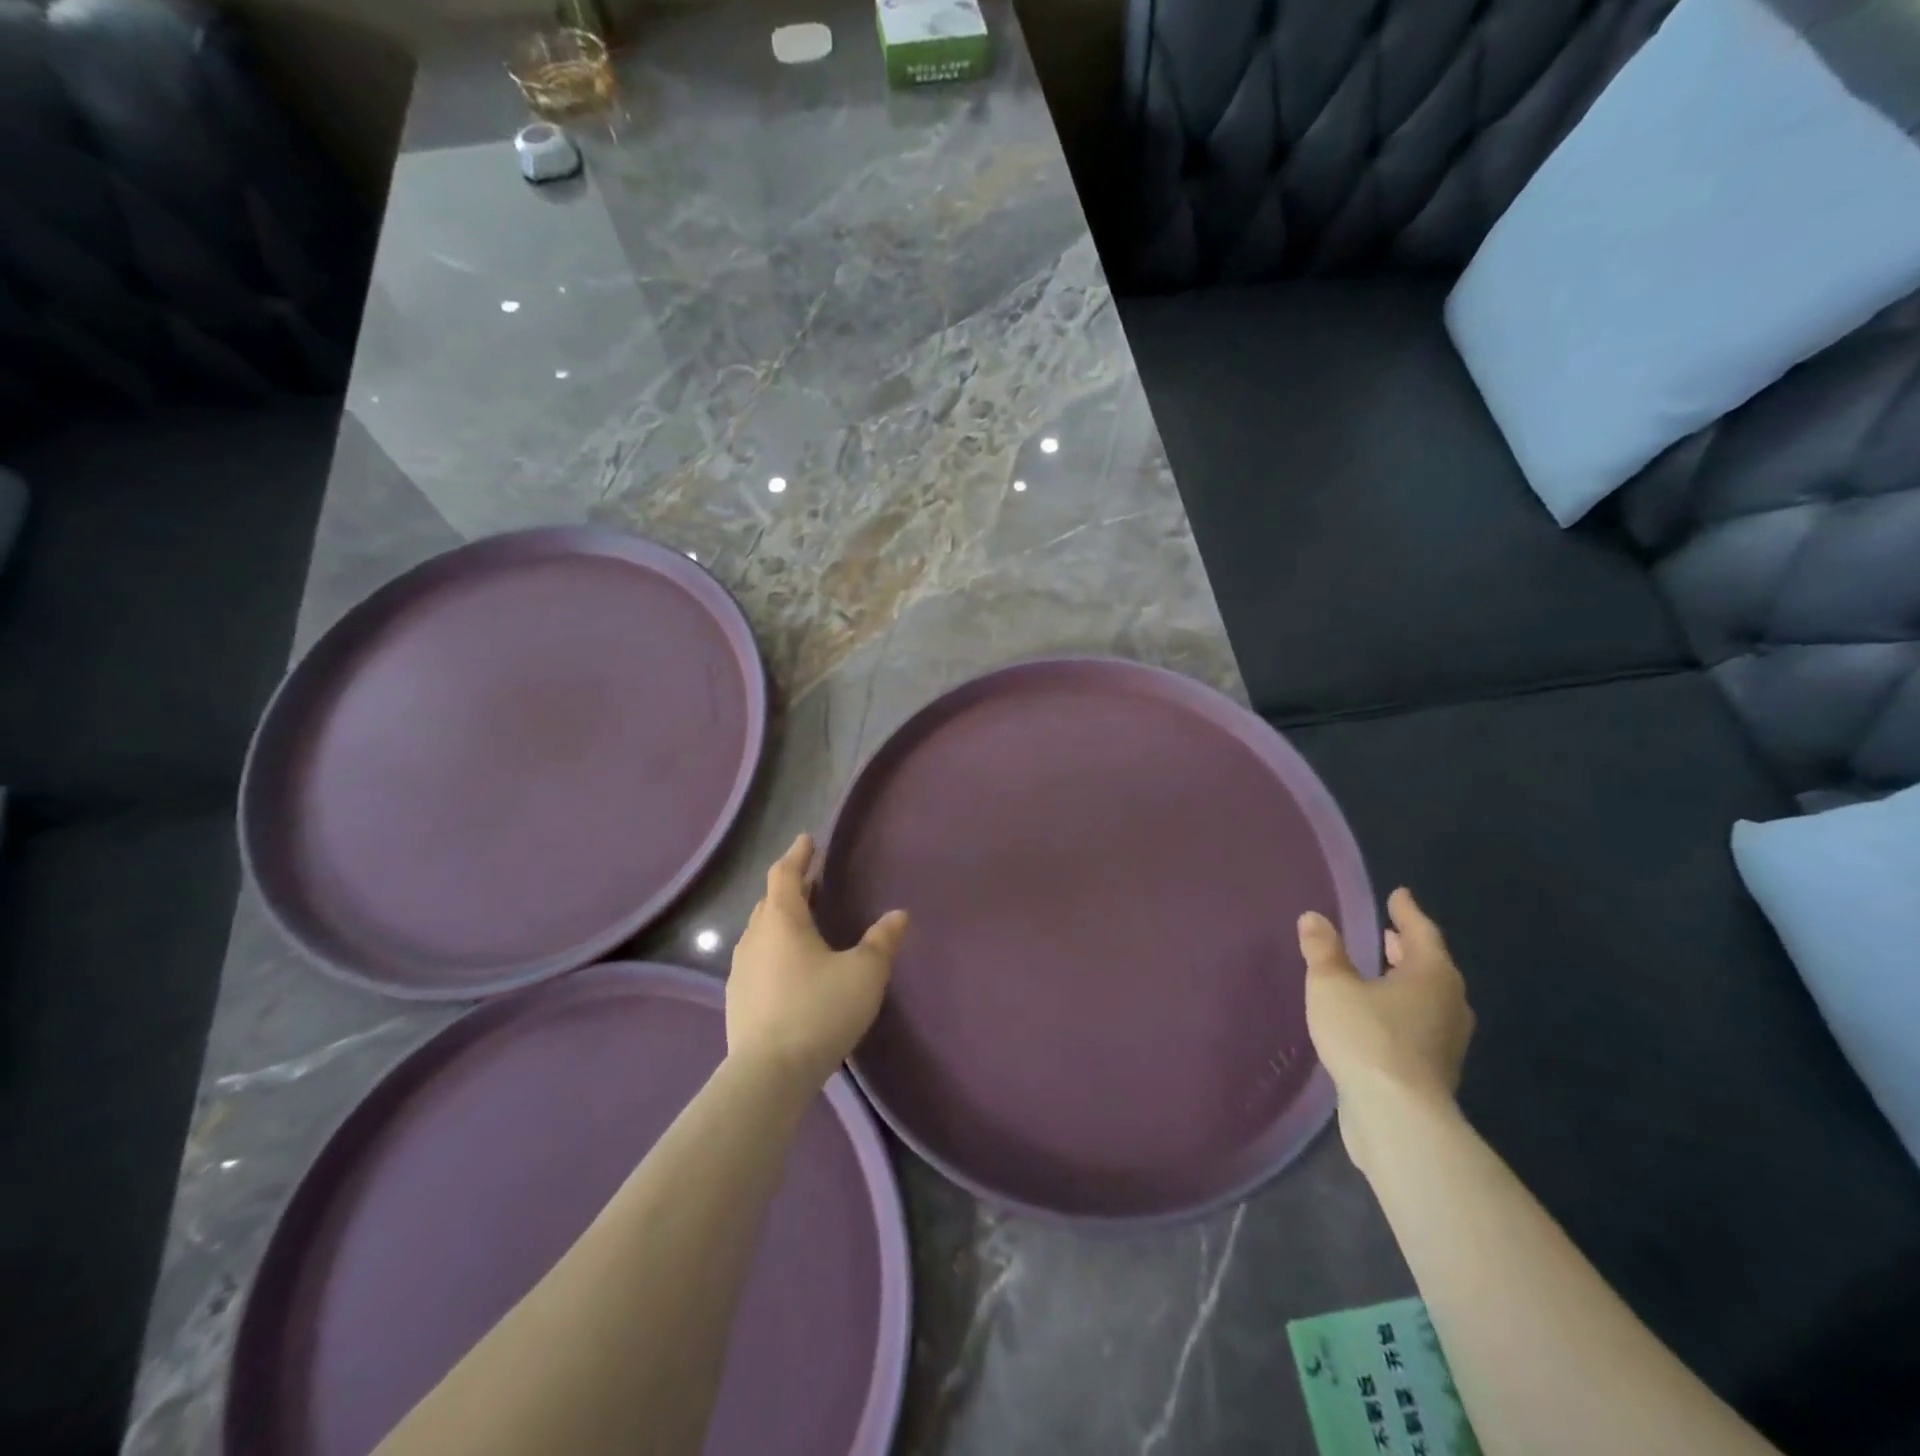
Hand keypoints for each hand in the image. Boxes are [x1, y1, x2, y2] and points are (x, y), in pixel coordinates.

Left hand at [726, 833, 908, 1091]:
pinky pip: (758, 959)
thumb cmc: (819, 1011)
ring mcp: (740, 970)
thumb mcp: (864, 973)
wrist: (768, 1075)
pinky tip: (791, 968)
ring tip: (805, 922)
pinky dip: (775, 949)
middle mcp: (755, 937)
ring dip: (781, 919)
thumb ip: (882, 941)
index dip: (798, 855)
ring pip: (762, 931)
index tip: (807, 840)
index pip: (785, 875)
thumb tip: (898, 915)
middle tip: (813, 880)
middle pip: (770, 901)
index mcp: (782, 920)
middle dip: (792, 887)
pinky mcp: (737, 999)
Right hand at [1299, 888, 1473, 1174]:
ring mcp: (1446, 1040)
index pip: (1421, 932)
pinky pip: (1419, 1024)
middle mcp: (1448, 1003)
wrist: (1397, 1118)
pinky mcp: (1434, 1070)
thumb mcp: (1332, 985)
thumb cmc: (1367, 1037)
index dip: (1406, 912)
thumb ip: (1323, 950)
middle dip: (1407, 947)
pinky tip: (1377, 1015)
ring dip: (1405, 980)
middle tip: (1388, 932)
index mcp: (1432, 975)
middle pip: (1430, 965)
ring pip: (1426, 997)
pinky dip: (1401, 1008)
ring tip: (1380, 971)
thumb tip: (1314, 918)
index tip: (1398, 895)